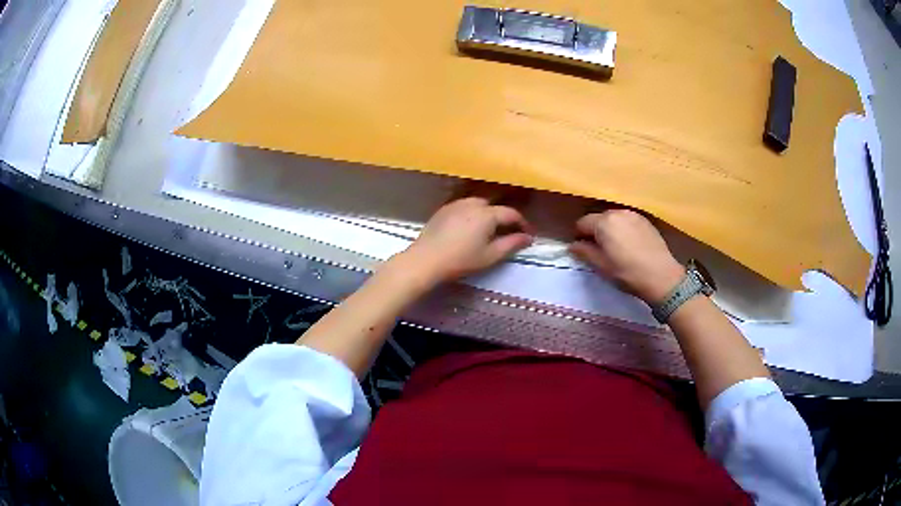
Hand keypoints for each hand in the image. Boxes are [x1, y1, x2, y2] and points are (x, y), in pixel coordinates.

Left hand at [400, 197, 533, 284]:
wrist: (426, 260)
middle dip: (505, 217)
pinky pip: (464, 206)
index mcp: (487, 213)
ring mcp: (456, 204)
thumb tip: (528, 237)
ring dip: (488, 213)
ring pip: (479, 204)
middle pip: (495, 206)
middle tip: (510, 232)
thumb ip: (511, 244)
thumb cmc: (461, 260)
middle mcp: (473, 203)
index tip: (527, 235)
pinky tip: (470, 227)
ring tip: (490, 229)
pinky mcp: (444, 209)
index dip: (522, 224)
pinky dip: (473, 213)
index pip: (511, 214)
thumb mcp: (490, 256)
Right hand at [569, 209, 684, 302]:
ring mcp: (633, 215)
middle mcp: (617, 212)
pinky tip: (630, 245)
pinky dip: (624, 229)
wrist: (661, 276)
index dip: (580, 237)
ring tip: (617, 248)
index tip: (584, 250)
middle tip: (600, 251)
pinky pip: (627, 221)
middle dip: (596, 231)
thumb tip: (573, 245)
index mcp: (603, 222)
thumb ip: (584, 252)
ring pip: (614, 219)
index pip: (582, 223)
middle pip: (599, 218)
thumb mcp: (601, 266)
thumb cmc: (627, 273)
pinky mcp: (645, 220)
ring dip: (611, 230)